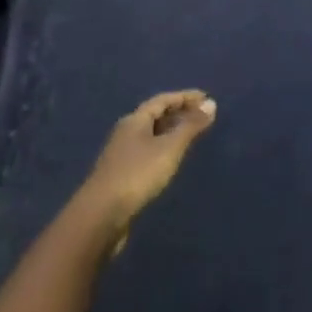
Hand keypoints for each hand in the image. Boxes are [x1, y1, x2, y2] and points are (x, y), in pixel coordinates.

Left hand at [81, 90, 217, 244]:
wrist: (101, 215)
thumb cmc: (138, 174)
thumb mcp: (169, 148)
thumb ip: (190, 126)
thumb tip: (210, 103)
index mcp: (135, 120)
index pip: (163, 100)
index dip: (185, 97)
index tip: (206, 98)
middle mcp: (126, 132)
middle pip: (155, 116)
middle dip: (179, 113)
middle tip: (203, 116)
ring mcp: (122, 154)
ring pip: (151, 135)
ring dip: (171, 131)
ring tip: (191, 136)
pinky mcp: (122, 175)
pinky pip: (148, 152)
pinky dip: (164, 149)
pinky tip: (171, 160)